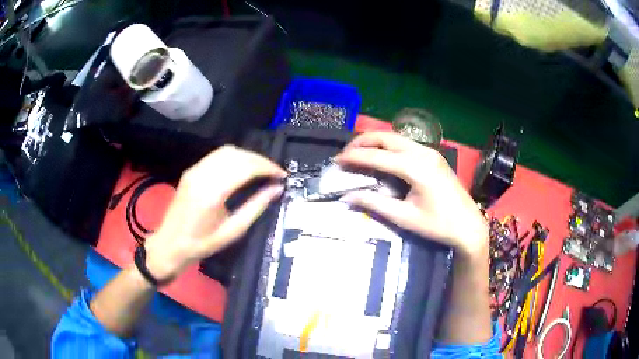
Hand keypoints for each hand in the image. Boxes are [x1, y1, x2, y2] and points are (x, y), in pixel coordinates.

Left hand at [144, 146, 285, 281]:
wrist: (170, 244)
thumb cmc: (202, 244)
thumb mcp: (232, 231)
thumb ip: (256, 207)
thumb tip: (277, 189)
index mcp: (212, 193)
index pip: (246, 167)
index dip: (268, 167)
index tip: (282, 175)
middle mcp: (202, 175)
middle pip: (238, 155)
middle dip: (260, 160)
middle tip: (275, 173)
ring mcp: (195, 170)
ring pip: (227, 151)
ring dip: (248, 157)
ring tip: (262, 170)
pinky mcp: (191, 170)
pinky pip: (217, 156)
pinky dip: (234, 158)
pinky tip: (242, 169)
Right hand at [336, 132, 487, 259]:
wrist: (468, 225)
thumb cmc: (438, 225)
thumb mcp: (404, 218)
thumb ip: (375, 204)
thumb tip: (347, 197)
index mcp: (416, 168)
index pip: (377, 157)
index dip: (354, 157)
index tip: (336, 160)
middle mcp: (422, 153)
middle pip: (386, 137)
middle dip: (362, 142)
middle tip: (345, 153)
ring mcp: (430, 152)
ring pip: (395, 137)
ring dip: (375, 142)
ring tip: (358, 153)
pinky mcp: (433, 155)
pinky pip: (405, 143)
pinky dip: (388, 146)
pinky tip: (381, 156)